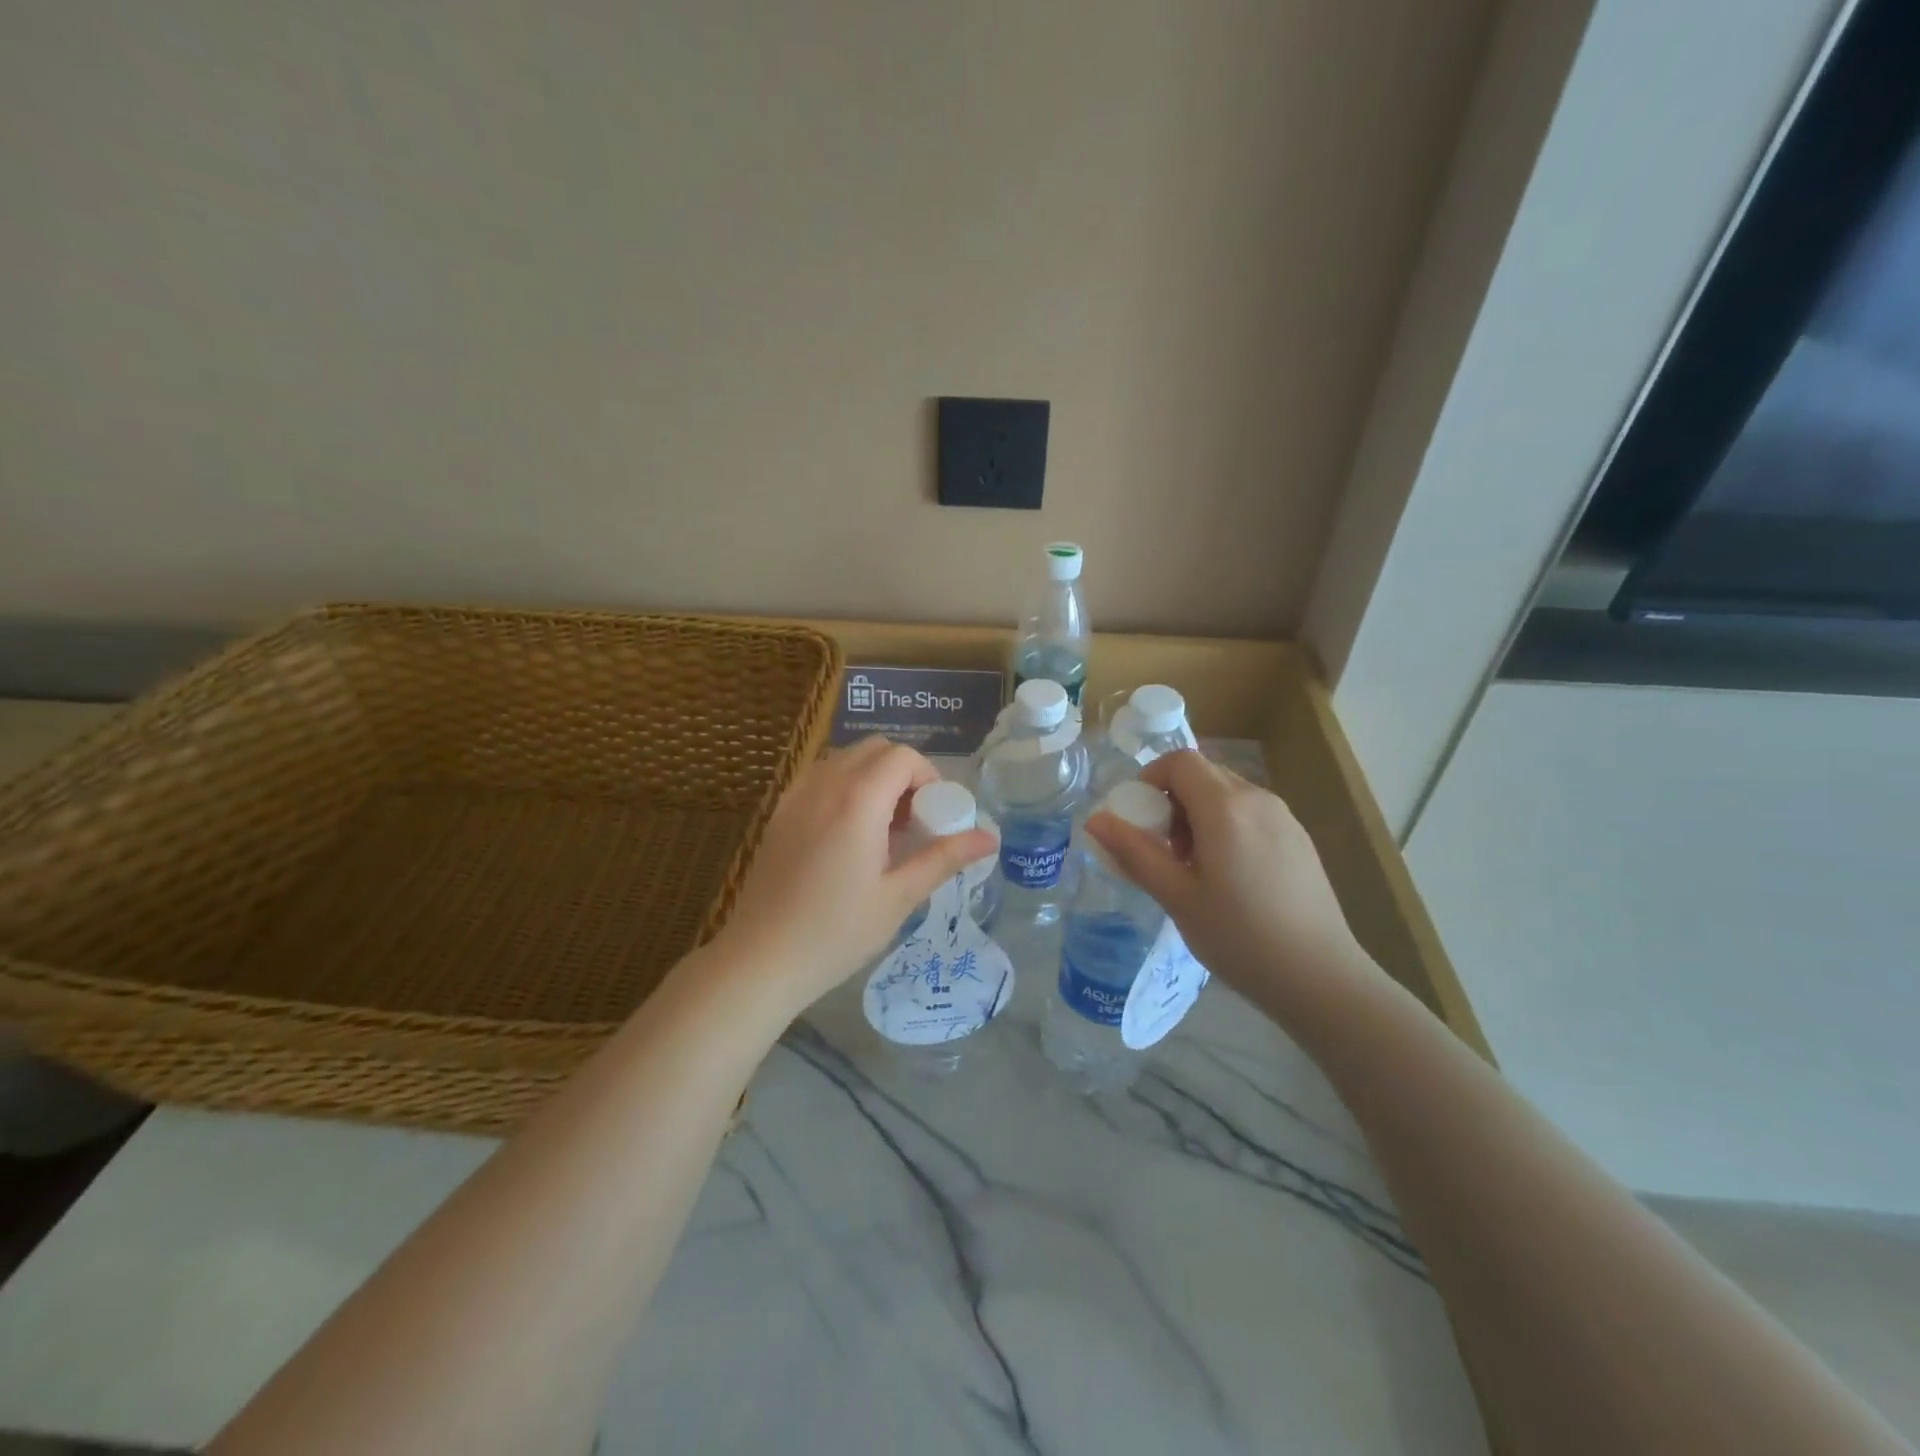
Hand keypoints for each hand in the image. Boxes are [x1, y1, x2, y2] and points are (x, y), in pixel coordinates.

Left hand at [714, 737, 996, 1015]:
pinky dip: (845, 787)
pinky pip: (820, 777)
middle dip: (903, 774)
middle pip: (874, 749)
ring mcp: (796, 796)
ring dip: (873, 778)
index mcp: (857, 800)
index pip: (902, 757)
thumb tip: (990, 838)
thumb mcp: (899, 897)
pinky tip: (848, 835)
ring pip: (845, 759)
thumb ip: (944, 858)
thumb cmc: (836, 932)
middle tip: (913, 821)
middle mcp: (825, 784)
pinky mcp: (780, 813)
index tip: (935, 815)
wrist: (760, 959)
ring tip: (883, 828)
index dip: (928, 777)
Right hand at [1083, 751, 1378, 1014]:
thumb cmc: (1239, 937)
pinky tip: (1230, 878)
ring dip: (1199, 815)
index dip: (1150, 778)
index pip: (1180, 761)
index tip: (1139, 818)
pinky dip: (1227, 827)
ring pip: (1228, 794)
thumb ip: (1134, 852)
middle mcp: (1258, 799)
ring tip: (1194, 868)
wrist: (1320, 978)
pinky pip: (1251, 813)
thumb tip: (1094, 820)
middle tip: (1163, 849)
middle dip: (1172, 800)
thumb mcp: (1176, 897)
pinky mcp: (1299, 839)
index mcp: (1225, 807)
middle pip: (1203, 774)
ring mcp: (1284, 817)